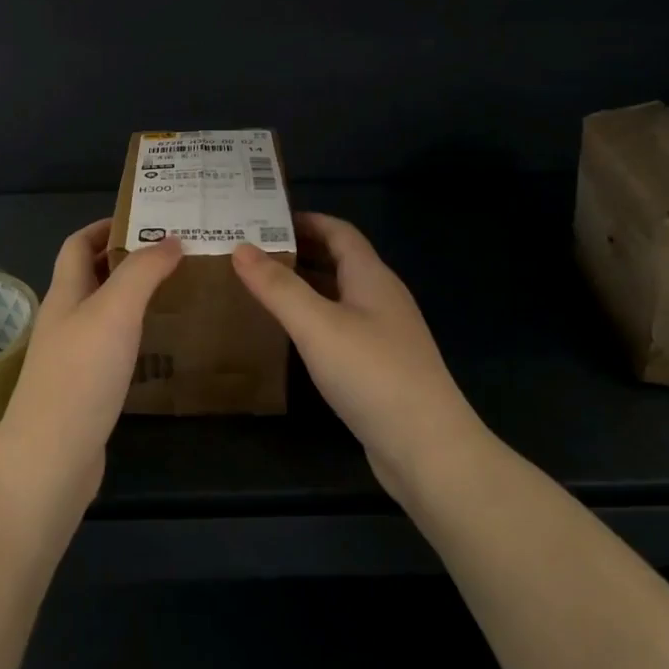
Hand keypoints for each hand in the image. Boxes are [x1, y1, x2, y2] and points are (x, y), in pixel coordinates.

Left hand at [0, 220, 182, 508]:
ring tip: (176, 291)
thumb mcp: (115, 311)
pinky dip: (135, 334)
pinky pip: (112, 347)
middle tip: (173, 253)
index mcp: (65, 294)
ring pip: (103, 312)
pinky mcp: (85, 389)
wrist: (50, 460)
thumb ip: (142, 272)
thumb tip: (169, 239)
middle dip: (126, 259)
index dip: (106, 226)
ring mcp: (72, 357)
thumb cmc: (81, 375)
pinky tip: (161, 344)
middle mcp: (64, 319)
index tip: (147, 218)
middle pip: (91, 275)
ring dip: (133, 296)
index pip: (78, 244)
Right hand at [232, 214, 482, 502]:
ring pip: (339, 295)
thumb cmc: (372, 374)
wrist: (428, 449)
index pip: (339, 231)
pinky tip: (290, 333)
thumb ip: (278, 287)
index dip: (305, 220)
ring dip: (304, 285)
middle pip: (339, 260)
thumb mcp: (317, 325)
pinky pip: (341, 326)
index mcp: (372, 277)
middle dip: (298, 250)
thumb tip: (241, 247)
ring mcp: (384, 334)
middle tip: (251, 251)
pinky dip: (313, 318)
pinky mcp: (380, 366)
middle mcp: (381, 298)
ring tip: (261, 286)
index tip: (262, 219)